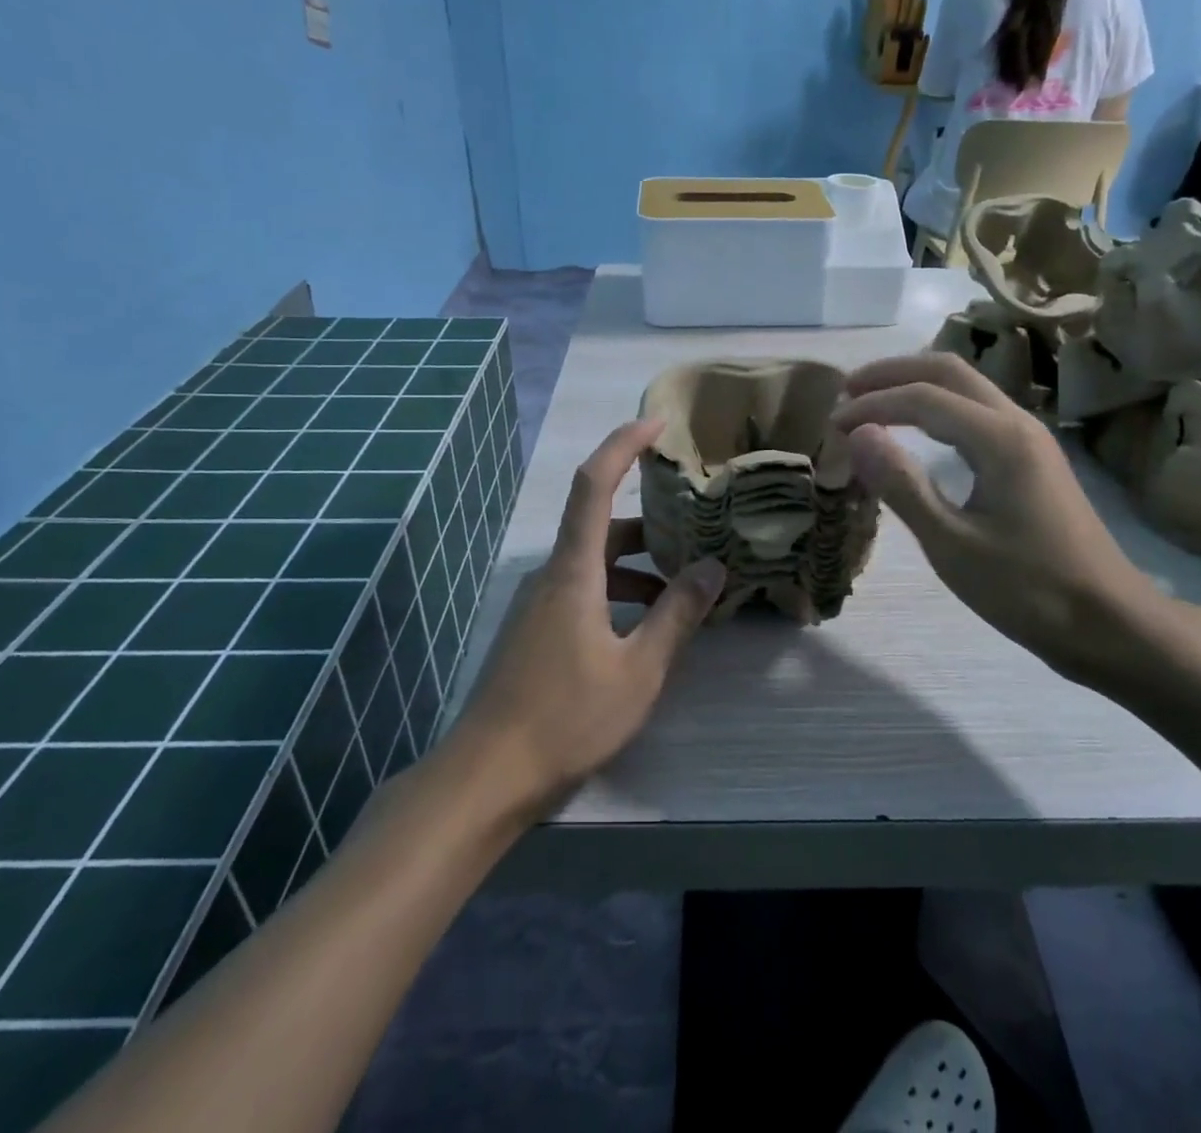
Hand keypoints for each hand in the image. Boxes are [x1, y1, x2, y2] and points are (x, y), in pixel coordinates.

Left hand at [445, 419, 725, 814]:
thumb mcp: (639, 669)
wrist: (486, 777)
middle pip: (601, 525)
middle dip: (651, 523)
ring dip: (638, 566)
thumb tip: (714, 567)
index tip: (659, 423)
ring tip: (684, 589)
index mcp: (574, 571)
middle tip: (698, 528)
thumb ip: (678, 615)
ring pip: (594, 563)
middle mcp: (552, 575)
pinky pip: (583, 590)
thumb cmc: (567, 718)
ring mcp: (538, 604)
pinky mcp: (535, 630)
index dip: (624, 444)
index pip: (595, 484)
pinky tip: (645, 629)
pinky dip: (618, 593)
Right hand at [831, 352, 1169, 693]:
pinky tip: (919, 430)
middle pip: (948, 371)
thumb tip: (857, 434)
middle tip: (847, 390)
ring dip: (916, 385)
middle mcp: (1017, 423)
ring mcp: (1030, 439)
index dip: (872, 405)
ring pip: (966, 387)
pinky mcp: (1033, 458)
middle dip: (893, 373)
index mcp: (1000, 439)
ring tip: (872, 402)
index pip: (922, 399)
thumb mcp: (952, 544)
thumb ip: (902, 485)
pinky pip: (977, 410)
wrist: (1110, 623)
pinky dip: (937, 407)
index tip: (832, 425)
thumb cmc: (1028, 590)